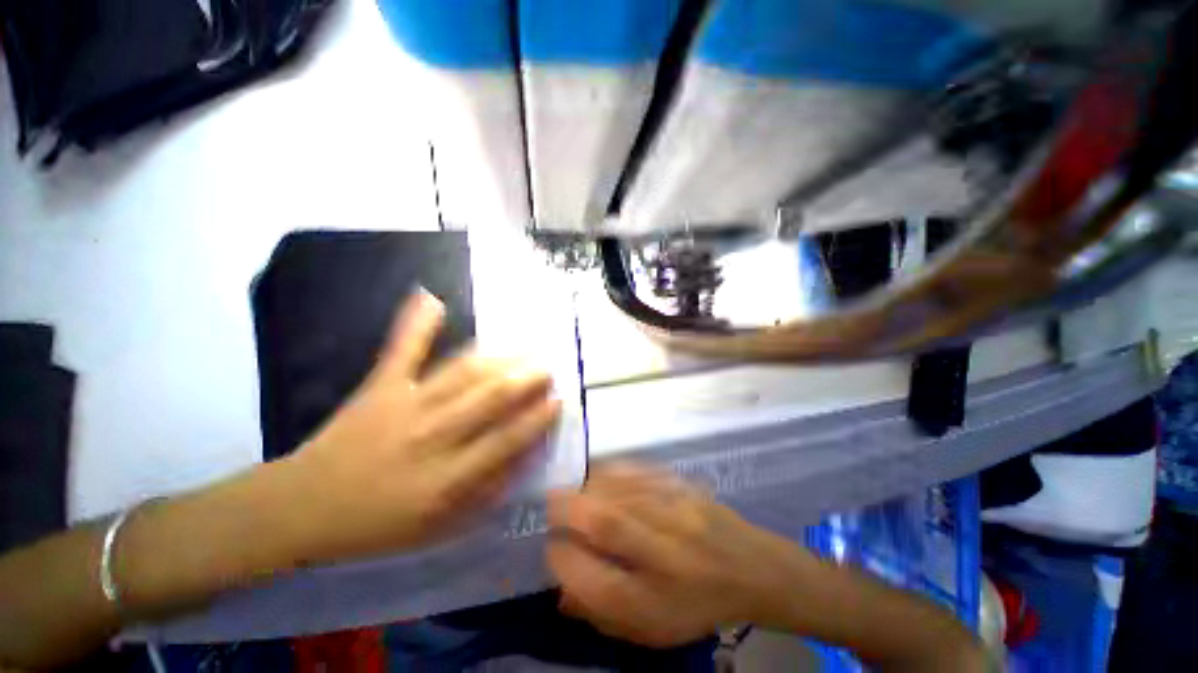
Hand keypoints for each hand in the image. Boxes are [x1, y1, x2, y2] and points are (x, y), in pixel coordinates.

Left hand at [281, 290, 561, 563]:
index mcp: (446, 478)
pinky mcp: (379, 387)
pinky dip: (417, 324)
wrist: (301, 507)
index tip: (559, 399)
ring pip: (462, 372)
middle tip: (549, 365)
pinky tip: (431, 298)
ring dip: (498, 357)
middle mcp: (432, 436)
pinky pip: (401, 351)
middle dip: (526, 379)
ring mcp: (405, 405)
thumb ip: (485, 493)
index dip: (537, 418)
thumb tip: (522, 456)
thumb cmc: (377, 523)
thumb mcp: (438, 527)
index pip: (506, 441)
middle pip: (490, 398)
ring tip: (523, 344)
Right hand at [547, 464, 813, 647]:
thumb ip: (603, 613)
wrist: (753, 570)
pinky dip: (615, 470)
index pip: (592, 580)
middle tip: (548, 502)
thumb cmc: (698, 605)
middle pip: (607, 525)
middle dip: (568, 509)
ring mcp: (677, 515)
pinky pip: (642, 472)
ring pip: (621, 492)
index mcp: (655, 601)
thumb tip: (561, 590)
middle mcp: (665, 555)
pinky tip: (601, 472)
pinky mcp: (685, 488)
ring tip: (573, 487)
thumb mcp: (653, 629)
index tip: (550, 548)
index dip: (562, 559)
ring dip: (588, 485)